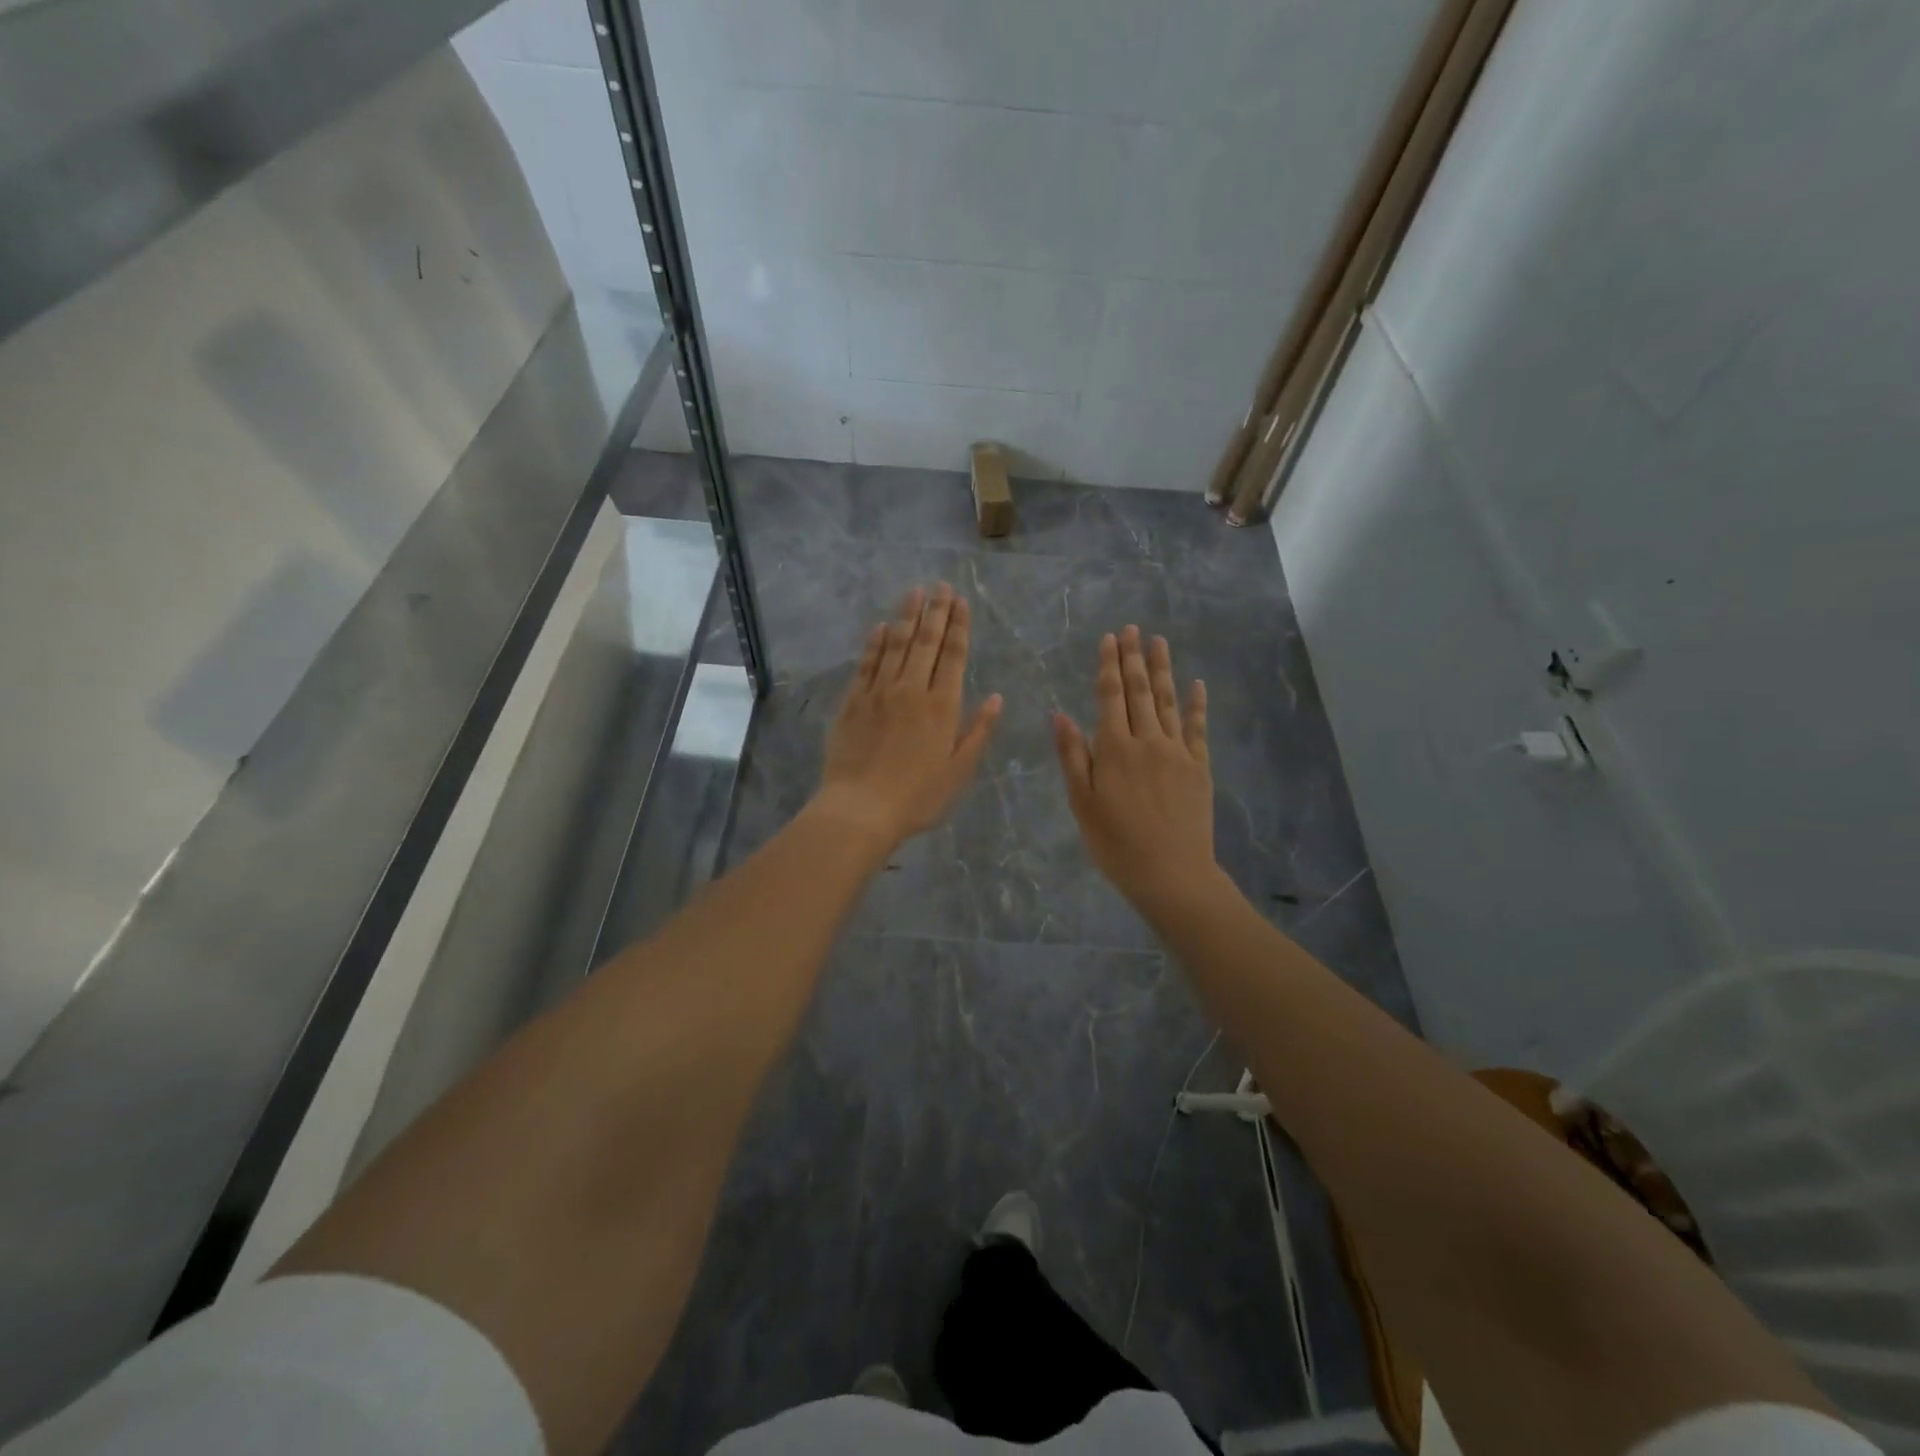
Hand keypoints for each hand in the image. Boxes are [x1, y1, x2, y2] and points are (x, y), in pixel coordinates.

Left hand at [814, 583, 1001, 850]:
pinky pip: (866, 664)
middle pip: (926, 642)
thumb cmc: (918, 796)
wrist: (861, 808)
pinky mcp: (853, 701)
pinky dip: (874, 643)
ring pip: (895, 645)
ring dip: (906, 617)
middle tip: (941, 585)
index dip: (959, 626)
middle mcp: (912, 690)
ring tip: (915, 592)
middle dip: (936, 611)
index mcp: (942, 706)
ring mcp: (879, 692)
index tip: (961, 600)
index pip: (953, 656)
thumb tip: (997, 697)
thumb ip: (978, 731)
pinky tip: (880, 627)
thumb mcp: (959, 770)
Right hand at [1053, 626, 1218, 908]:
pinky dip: (1196, 704)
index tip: (1109, 638)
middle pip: (1139, 691)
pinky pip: (1197, 728)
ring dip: (1162, 670)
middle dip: (1133, 658)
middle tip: (1132, 628)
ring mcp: (1177, 752)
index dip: (1108, 665)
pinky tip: (1196, 684)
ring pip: (1167, 701)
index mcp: (1114, 749)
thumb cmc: (1115, 842)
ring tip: (1158, 641)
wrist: (1170, 872)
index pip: (1110, 696)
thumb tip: (1060, 714)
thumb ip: (1072, 756)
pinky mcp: (1198, 766)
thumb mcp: (1082, 802)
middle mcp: (1146, 741)